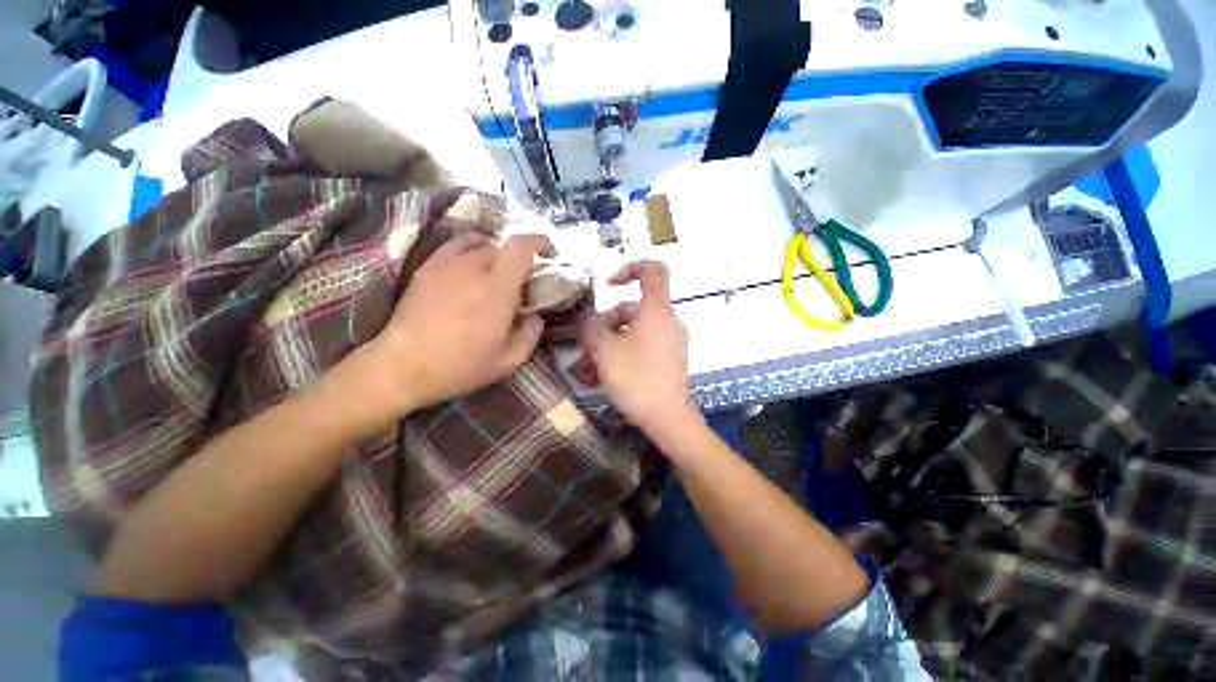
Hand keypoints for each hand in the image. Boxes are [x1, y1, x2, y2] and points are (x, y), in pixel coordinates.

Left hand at [354, 232, 553, 419]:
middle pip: (503, 247)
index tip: (548, 252)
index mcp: (498, 289)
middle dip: (519, 259)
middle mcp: (474, 268)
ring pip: (481, 244)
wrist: (403, 366)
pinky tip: (470, 265)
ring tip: (496, 272)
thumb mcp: (509, 360)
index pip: (521, 248)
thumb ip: (531, 334)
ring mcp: (447, 264)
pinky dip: (471, 248)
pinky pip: (455, 245)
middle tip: (521, 281)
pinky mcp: (428, 268)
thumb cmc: (461, 366)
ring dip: (497, 254)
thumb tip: (535, 317)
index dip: (539, 242)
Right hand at [578, 261, 695, 432]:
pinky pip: (642, 346)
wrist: (668, 418)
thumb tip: (585, 317)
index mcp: (656, 309)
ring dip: (609, 343)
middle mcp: (668, 321)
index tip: (608, 286)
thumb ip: (590, 327)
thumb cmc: (636, 378)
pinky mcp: (668, 359)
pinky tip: (602, 375)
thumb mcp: (604, 350)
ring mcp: (670, 341)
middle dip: (605, 323)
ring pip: (633, 331)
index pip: (653, 270)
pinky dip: (623, 353)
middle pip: (632, 308)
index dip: (629, 268)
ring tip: (586, 368)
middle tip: (584, 345)